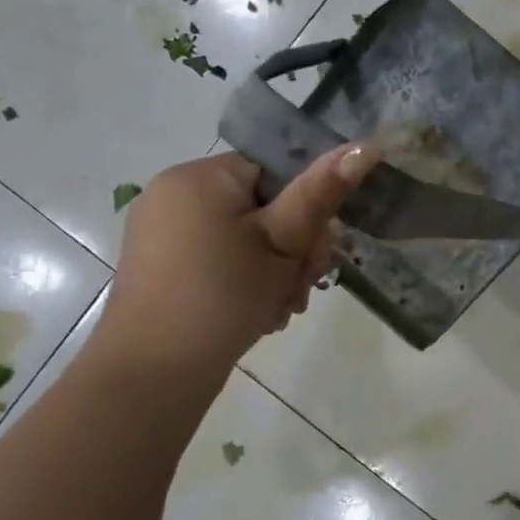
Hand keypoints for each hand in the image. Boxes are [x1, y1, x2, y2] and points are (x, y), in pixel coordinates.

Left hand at [88, 143, 379, 387]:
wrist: (152, 374)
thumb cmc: (223, 296)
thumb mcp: (283, 242)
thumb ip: (322, 191)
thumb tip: (367, 145)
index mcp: (201, 176)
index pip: (275, 172)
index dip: (306, 210)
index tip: (318, 254)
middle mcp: (174, 193)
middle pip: (261, 206)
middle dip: (293, 249)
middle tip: (303, 289)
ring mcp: (161, 231)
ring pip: (243, 237)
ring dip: (274, 270)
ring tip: (281, 309)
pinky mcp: (159, 266)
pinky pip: (217, 257)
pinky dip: (243, 279)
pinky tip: (257, 313)